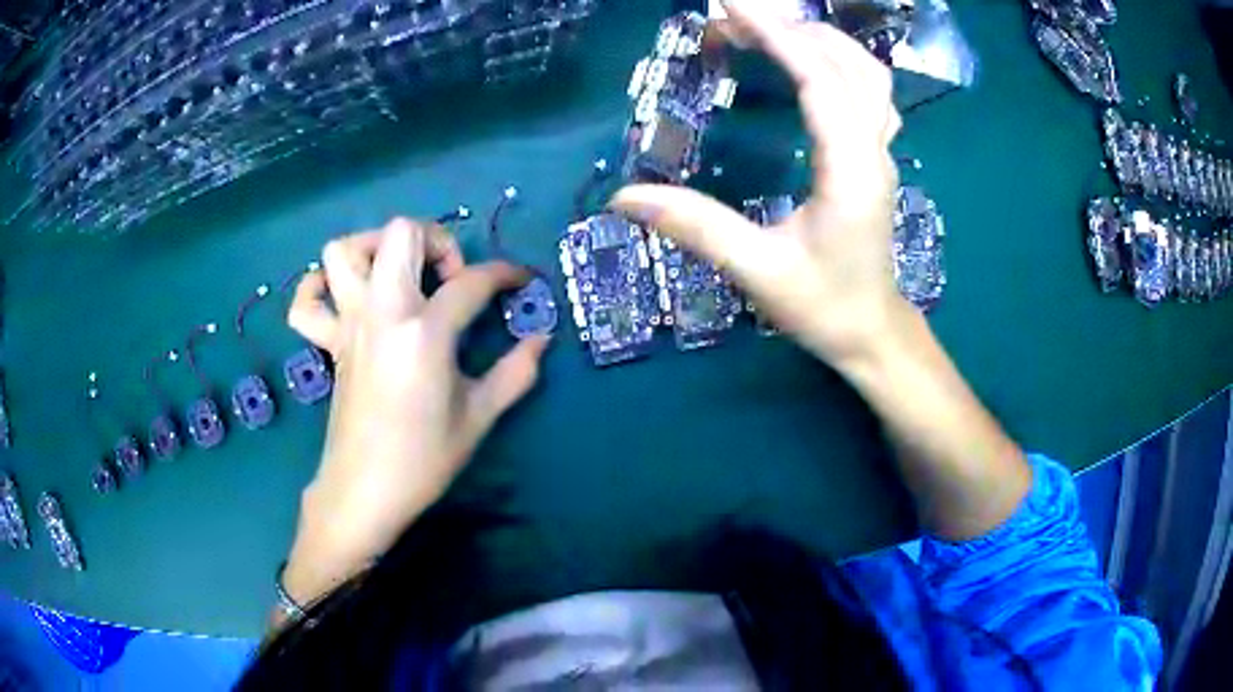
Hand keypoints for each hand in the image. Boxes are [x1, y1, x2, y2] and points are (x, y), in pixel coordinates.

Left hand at [280, 219, 548, 607]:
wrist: (365, 492)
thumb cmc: (423, 459)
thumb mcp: (479, 417)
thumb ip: (516, 372)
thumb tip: (541, 339)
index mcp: (423, 332)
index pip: (471, 281)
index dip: (506, 274)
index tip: (522, 281)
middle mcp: (381, 312)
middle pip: (401, 234)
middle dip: (436, 239)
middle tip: (452, 277)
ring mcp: (348, 324)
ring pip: (344, 251)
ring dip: (374, 247)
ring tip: (399, 275)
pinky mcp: (329, 342)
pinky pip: (307, 301)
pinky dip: (319, 286)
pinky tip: (343, 297)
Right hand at [612, 1, 907, 366]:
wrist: (872, 333)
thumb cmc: (823, 307)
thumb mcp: (758, 273)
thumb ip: (697, 228)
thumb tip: (621, 198)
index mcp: (851, 171)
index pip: (819, 80)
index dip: (776, 35)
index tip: (729, 5)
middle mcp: (875, 150)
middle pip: (847, 64)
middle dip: (789, 29)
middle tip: (729, 18)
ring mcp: (882, 152)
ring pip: (866, 73)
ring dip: (818, 40)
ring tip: (765, 31)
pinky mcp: (877, 157)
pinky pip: (868, 92)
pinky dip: (837, 62)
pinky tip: (807, 62)